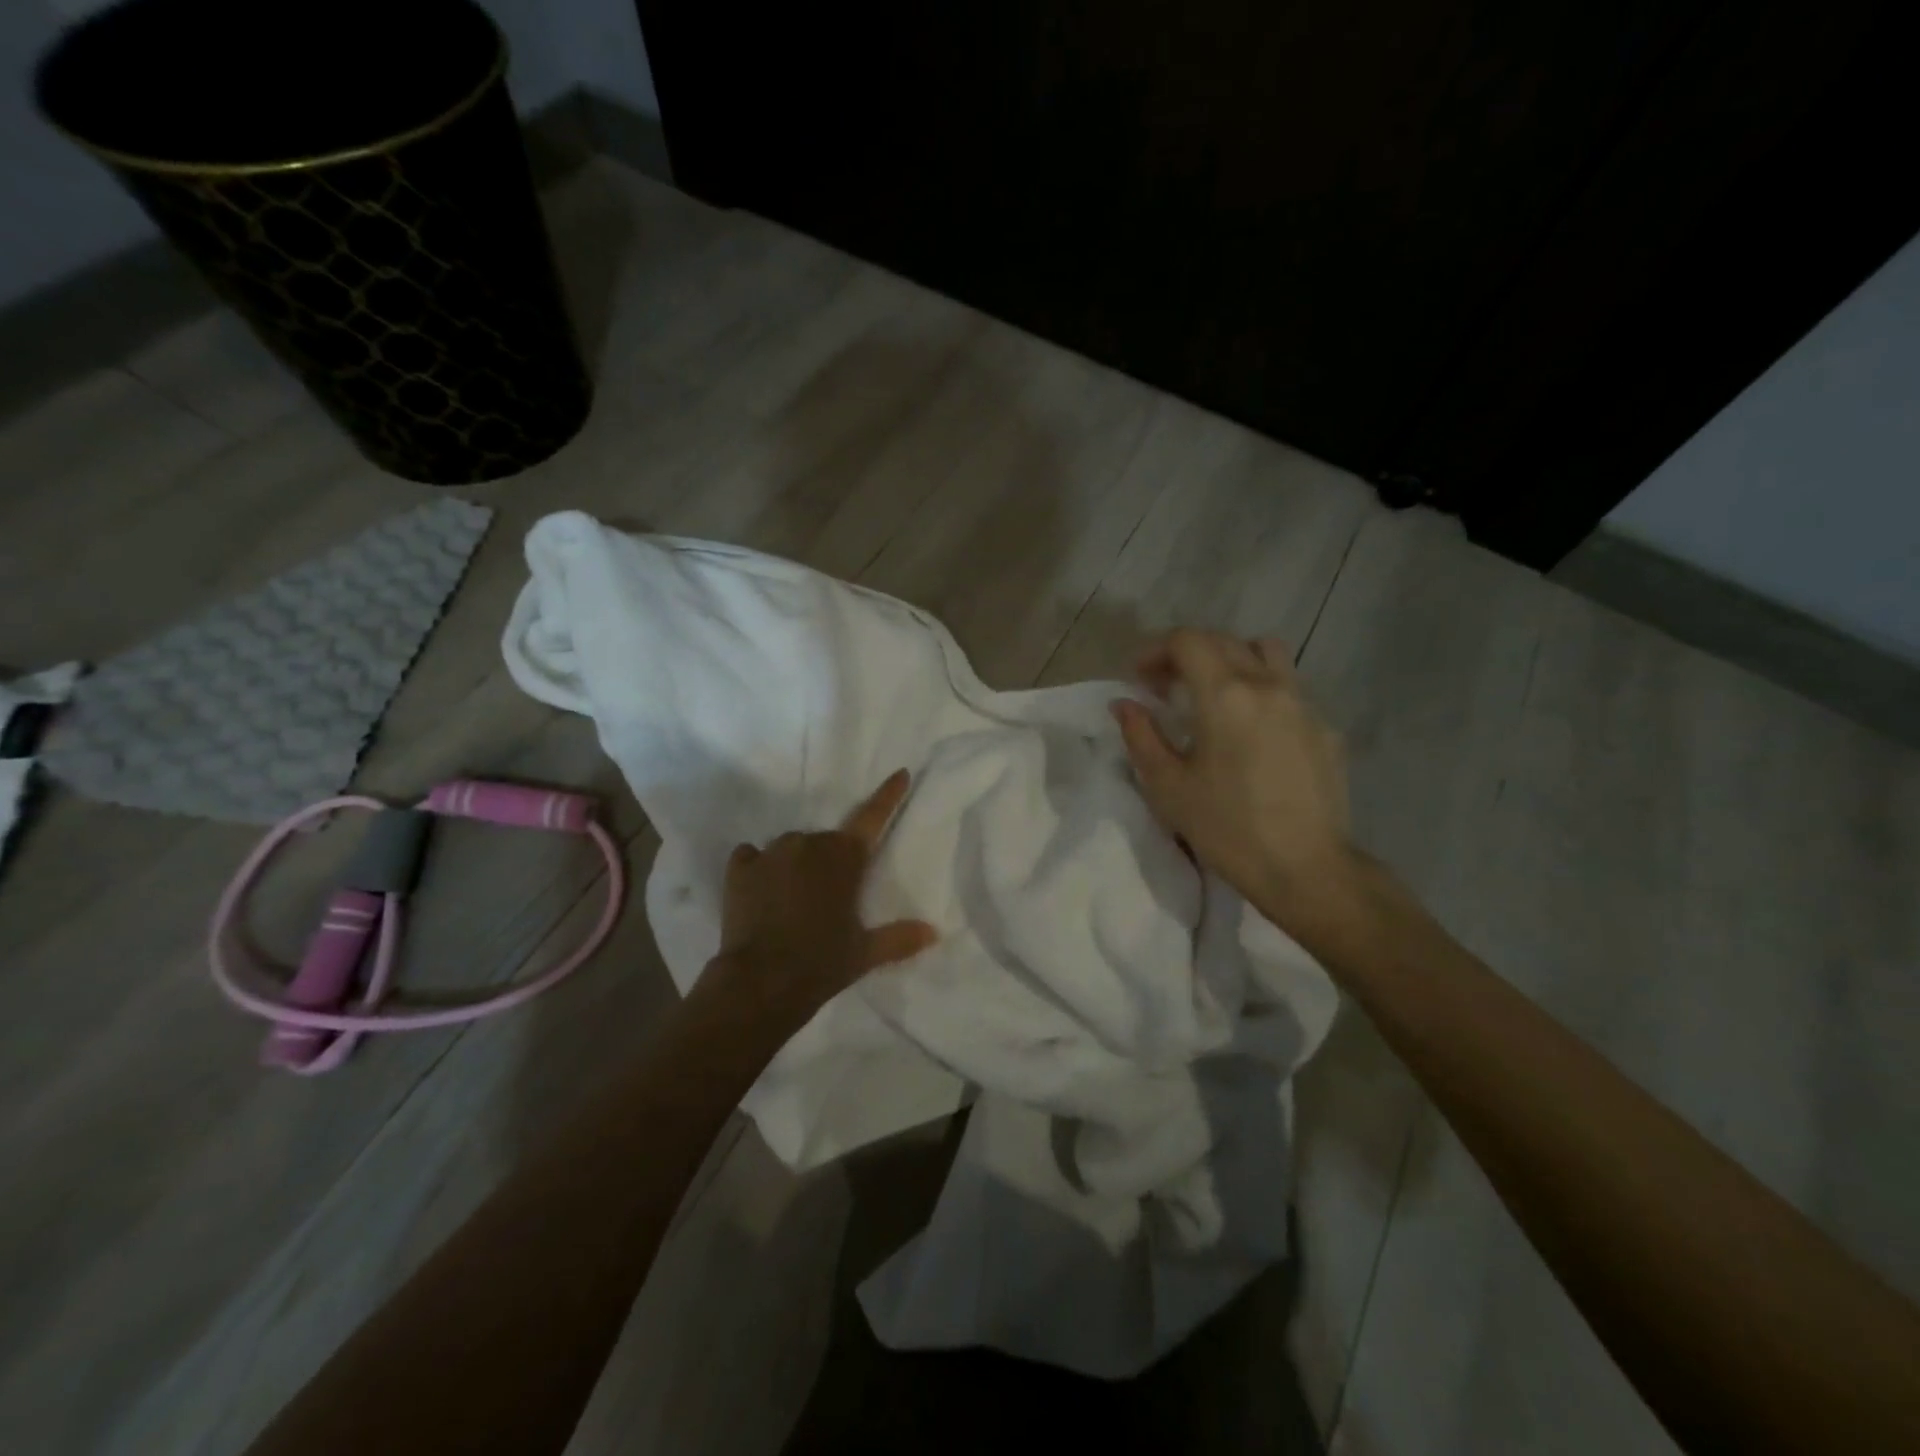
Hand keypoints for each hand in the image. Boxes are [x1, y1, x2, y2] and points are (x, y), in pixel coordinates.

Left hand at [704, 770, 937, 1027]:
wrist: (761, 983)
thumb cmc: (822, 963)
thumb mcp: (865, 953)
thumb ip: (898, 938)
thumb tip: (933, 932)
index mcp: (845, 858)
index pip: (873, 818)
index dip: (888, 795)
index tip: (900, 772)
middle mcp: (809, 843)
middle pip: (826, 842)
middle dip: (830, 862)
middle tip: (828, 899)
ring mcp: (771, 852)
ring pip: (791, 848)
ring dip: (796, 865)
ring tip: (792, 901)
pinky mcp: (740, 867)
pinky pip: (752, 855)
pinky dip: (758, 867)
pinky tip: (759, 889)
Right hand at [1110, 630, 1356, 926]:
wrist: (1306, 869)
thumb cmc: (1227, 828)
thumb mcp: (1168, 786)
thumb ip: (1141, 736)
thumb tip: (1125, 704)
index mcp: (1225, 694)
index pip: (1187, 641)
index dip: (1155, 650)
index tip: (1138, 678)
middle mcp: (1268, 685)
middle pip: (1224, 641)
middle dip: (1186, 653)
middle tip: (1164, 687)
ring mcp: (1304, 703)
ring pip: (1266, 653)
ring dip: (1231, 659)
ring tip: (1213, 693)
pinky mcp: (1326, 727)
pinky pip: (1289, 687)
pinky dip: (1261, 689)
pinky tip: (1251, 729)